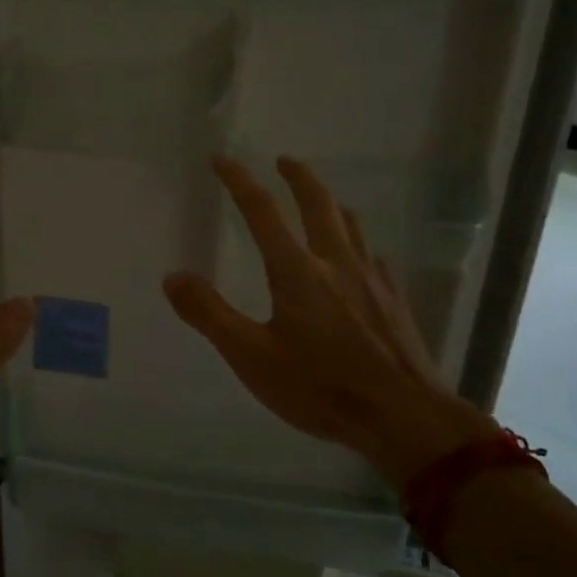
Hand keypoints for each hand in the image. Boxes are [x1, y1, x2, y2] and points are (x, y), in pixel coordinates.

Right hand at [163, 155, 494, 490]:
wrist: (403, 417)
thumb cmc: (320, 387)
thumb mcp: (251, 357)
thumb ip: (209, 314)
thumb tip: (172, 276)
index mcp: (297, 271)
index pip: (261, 211)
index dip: (239, 180)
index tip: (222, 159)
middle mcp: (336, 262)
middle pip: (317, 203)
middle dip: (298, 177)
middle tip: (284, 160)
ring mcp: (372, 279)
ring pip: (351, 225)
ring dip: (332, 203)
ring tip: (323, 199)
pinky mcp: (395, 300)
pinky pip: (374, 257)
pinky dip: (359, 245)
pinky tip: (361, 260)